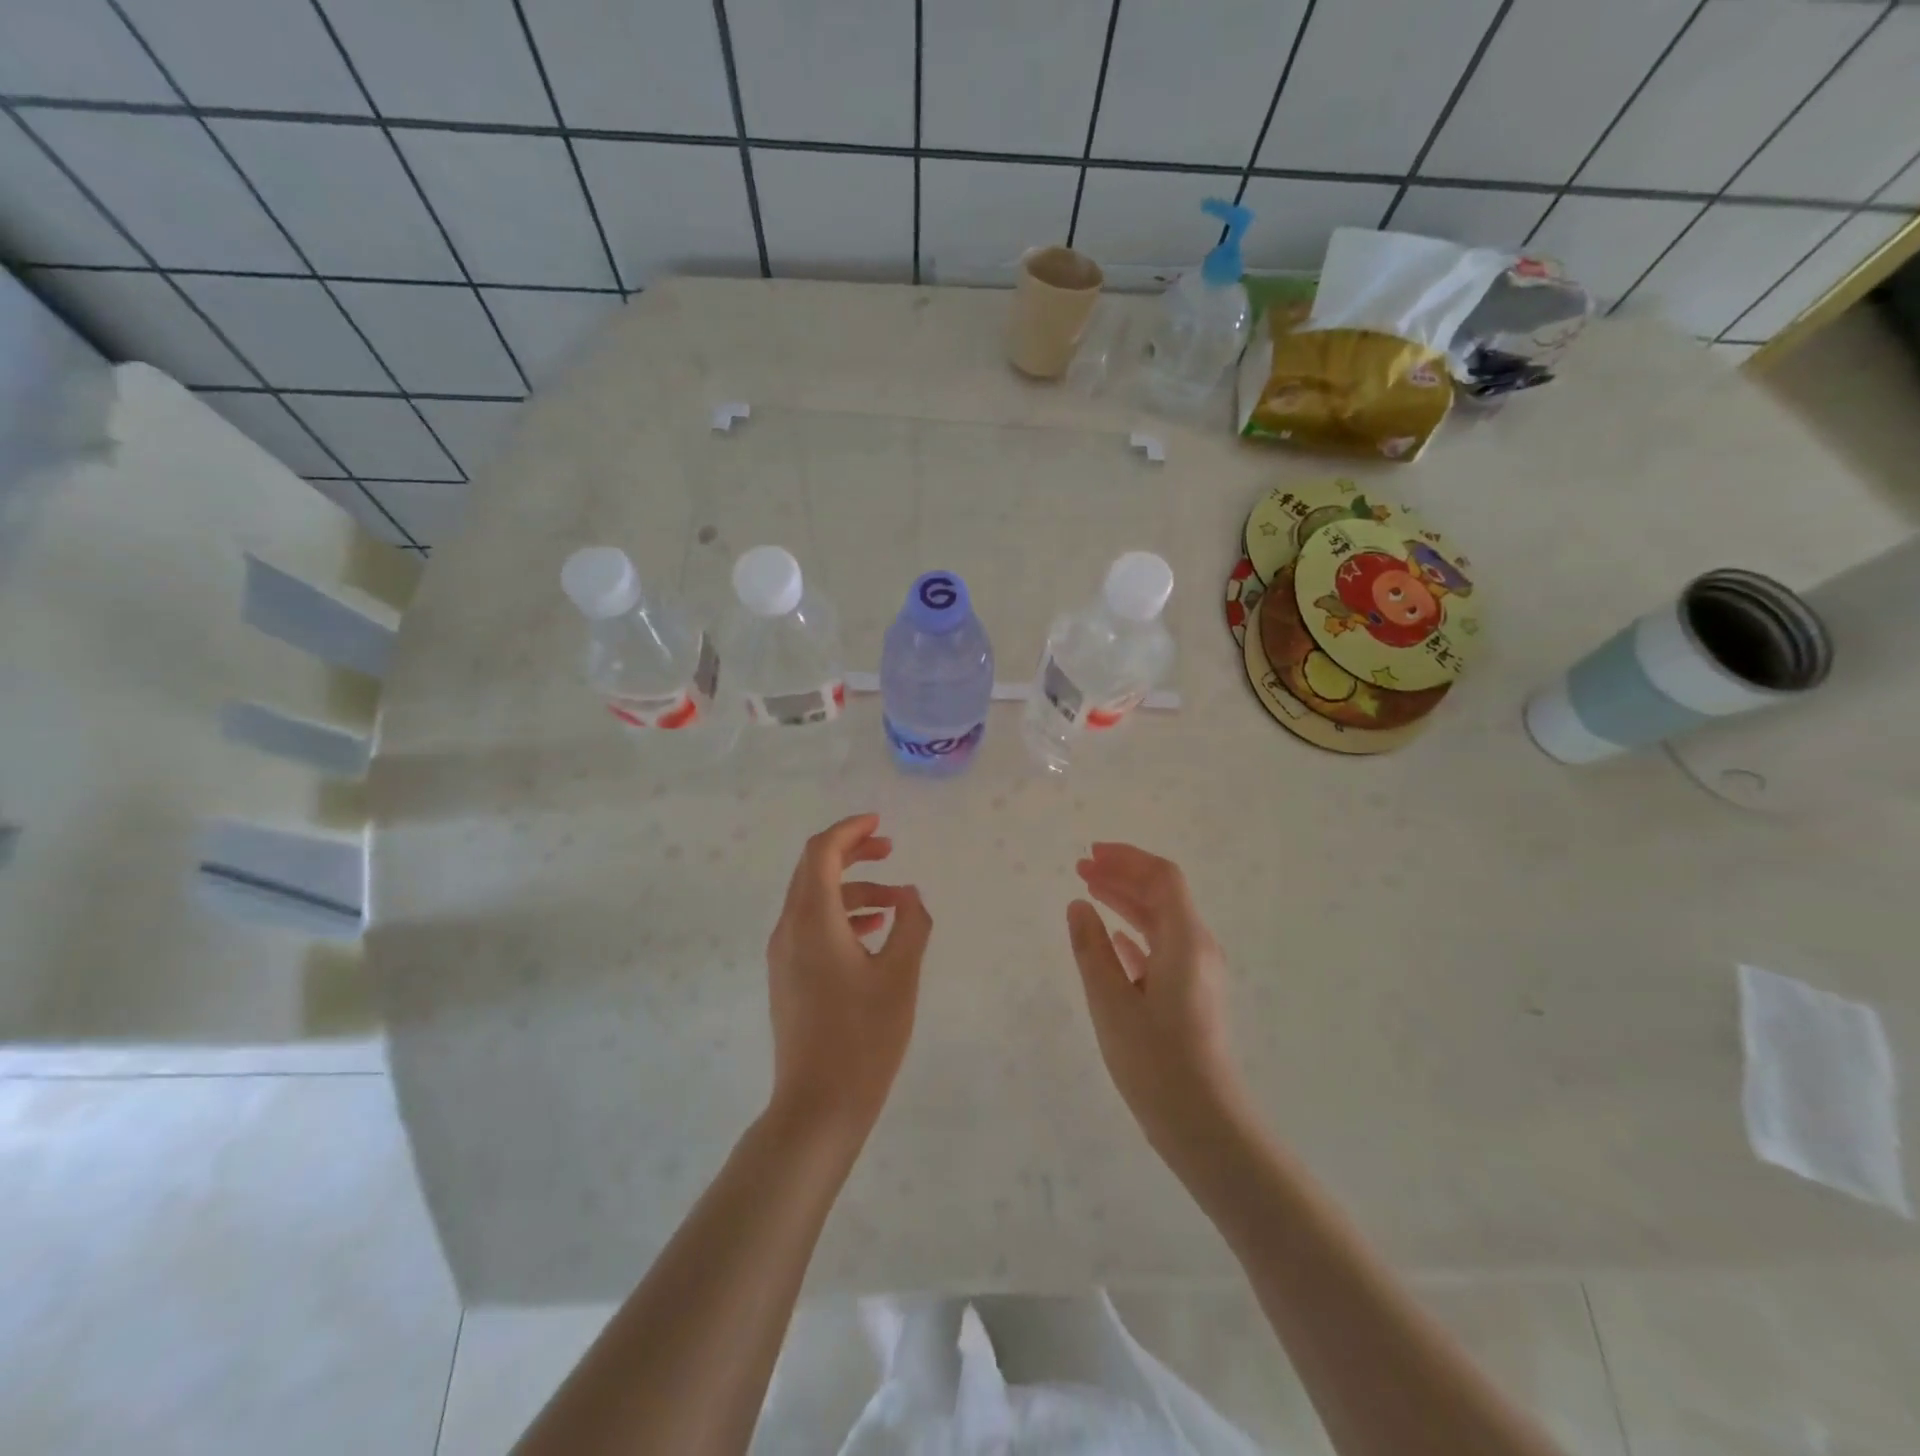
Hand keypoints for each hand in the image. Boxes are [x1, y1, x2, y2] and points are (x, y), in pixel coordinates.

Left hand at [766, 813, 931, 1142]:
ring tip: (897, 901)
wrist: (818, 1106)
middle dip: (851, 853)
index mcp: (812, 920)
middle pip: (812, 870)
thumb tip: (909, 896)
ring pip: (814, 900)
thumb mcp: (901, 976)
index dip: (849, 830)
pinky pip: (812, 926)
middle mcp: (789, 930)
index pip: (820, 852)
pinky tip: (874, 932)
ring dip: (853, 888)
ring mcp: (783, 955)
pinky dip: (842, 915)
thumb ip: (911, 924)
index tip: (880, 823)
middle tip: (889, 848)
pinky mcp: (788, 977)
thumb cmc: (864, 1038)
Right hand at [1068, 843, 1246, 1154]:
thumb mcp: (1111, 1001)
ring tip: (1089, 893)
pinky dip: (1136, 934)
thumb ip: (1091, 949)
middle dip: (1122, 876)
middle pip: (1163, 895)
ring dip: (1127, 902)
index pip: (1162, 878)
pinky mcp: (1191, 996)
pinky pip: (1163, 948)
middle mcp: (1198, 948)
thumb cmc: (1155, 1060)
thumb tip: (1078, 906)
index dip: (1127, 859)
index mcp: (1186, 941)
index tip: (1090, 854)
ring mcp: (1197, 973)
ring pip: (1162, 922)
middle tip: (1081, 868)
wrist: (1203, 1124)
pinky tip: (1114, 940)